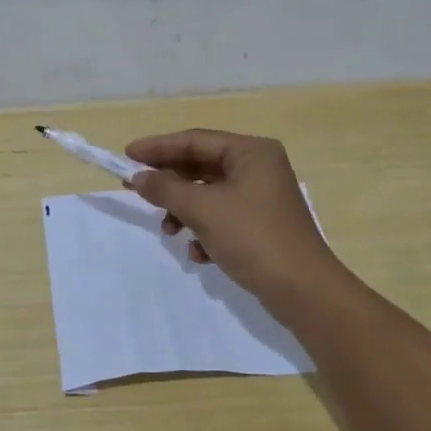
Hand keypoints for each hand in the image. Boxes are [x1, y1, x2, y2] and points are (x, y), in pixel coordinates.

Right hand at [125, 130, 342, 299]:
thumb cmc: (253, 238)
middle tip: (136, 190)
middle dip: (170, 183)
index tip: (127, 155)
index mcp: (251, 152)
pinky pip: (223, 218)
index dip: (159, 147)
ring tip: (168, 230)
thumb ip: (167, 189)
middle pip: (202, 166)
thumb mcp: (204, 210)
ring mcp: (262, 198)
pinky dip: (205, 231)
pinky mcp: (262, 226)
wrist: (304, 291)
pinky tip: (198, 254)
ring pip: (210, 195)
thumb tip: (139, 177)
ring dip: (185, 211)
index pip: (195, 140)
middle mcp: (259, 168)